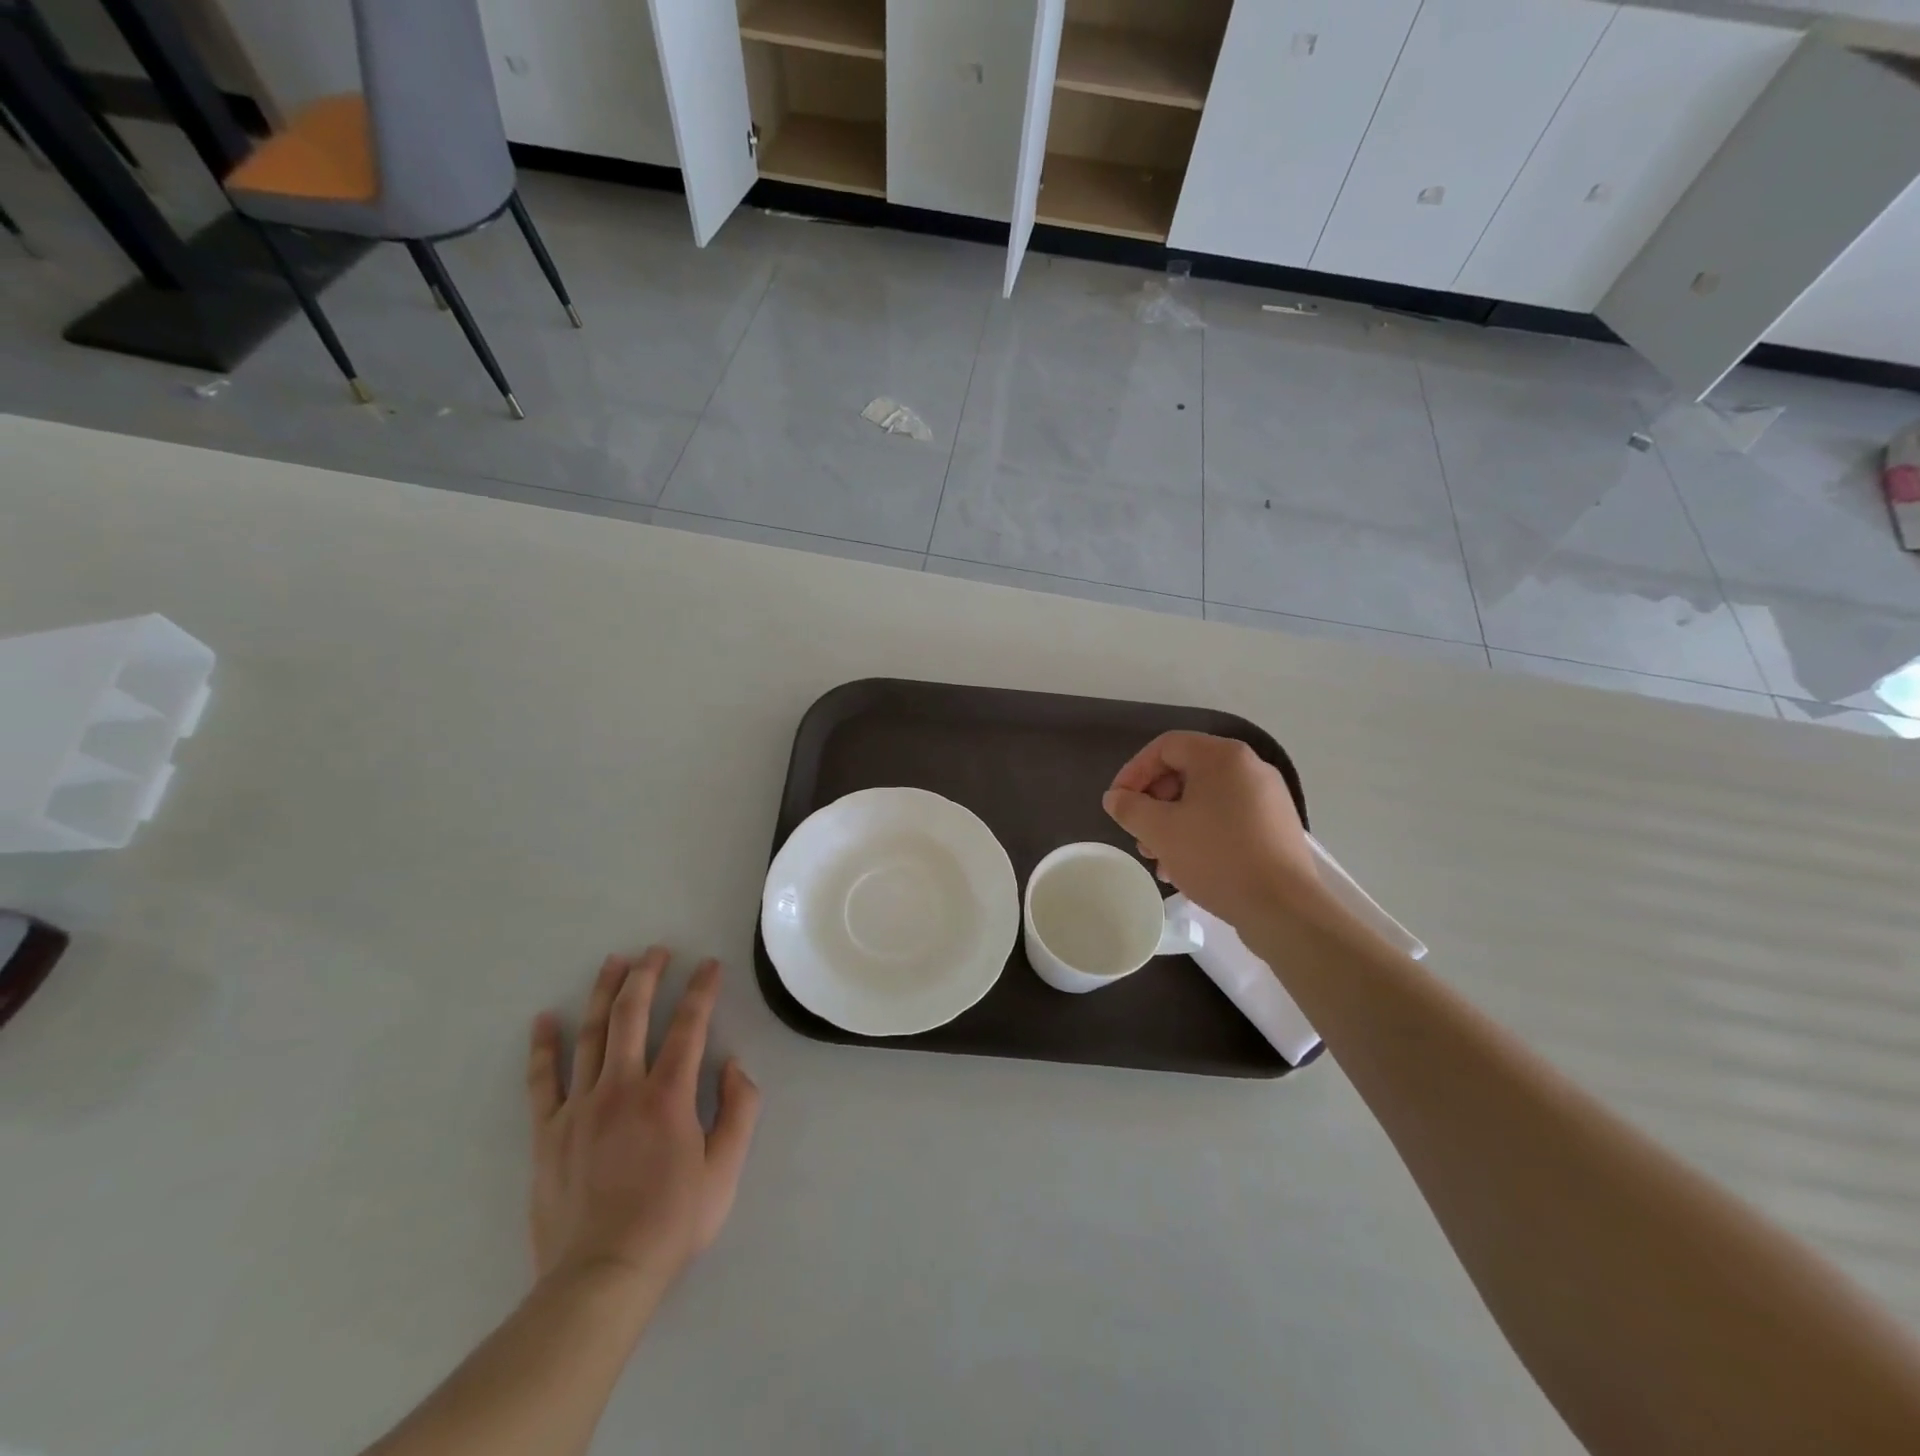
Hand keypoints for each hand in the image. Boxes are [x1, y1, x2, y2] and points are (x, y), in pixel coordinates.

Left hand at [526, 949, 760, 1301]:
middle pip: (633, 1015)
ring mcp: (580, 1107)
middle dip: (647, 975)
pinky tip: (544, 1019)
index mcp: (668, 1095)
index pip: (689, 1025)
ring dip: (604, 993)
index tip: (709, 964)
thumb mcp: (725, 1171)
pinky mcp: (548, 1132)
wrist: (599, 1277)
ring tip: (613, 962)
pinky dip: (543, 1046)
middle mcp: (622, 1088)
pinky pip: (542, 1080)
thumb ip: (739, 1110)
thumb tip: (734, 1064)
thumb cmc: (670, 1223)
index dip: (702, 989)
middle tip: (657, 951)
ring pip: (591, 1035)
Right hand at [1103, 731, 1323, 933]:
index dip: (1134, 771)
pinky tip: (1187, 867)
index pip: (1165, 746)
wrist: (1283, 908)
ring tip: (1158, 859)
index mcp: (1223, 756)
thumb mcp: (1160, 831)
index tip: (1117, 803)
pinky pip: (1227, 818)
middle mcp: (1250, 767)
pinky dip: (1200, 834)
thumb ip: (1130, 808)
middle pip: (1186, 772)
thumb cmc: (1216, 857)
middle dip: (1154, 803)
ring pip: (1205, 799)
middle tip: (1138, 833)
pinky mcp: (1275, 827)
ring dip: (1174, 823)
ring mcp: (1267, 798)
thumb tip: (1115, 798)